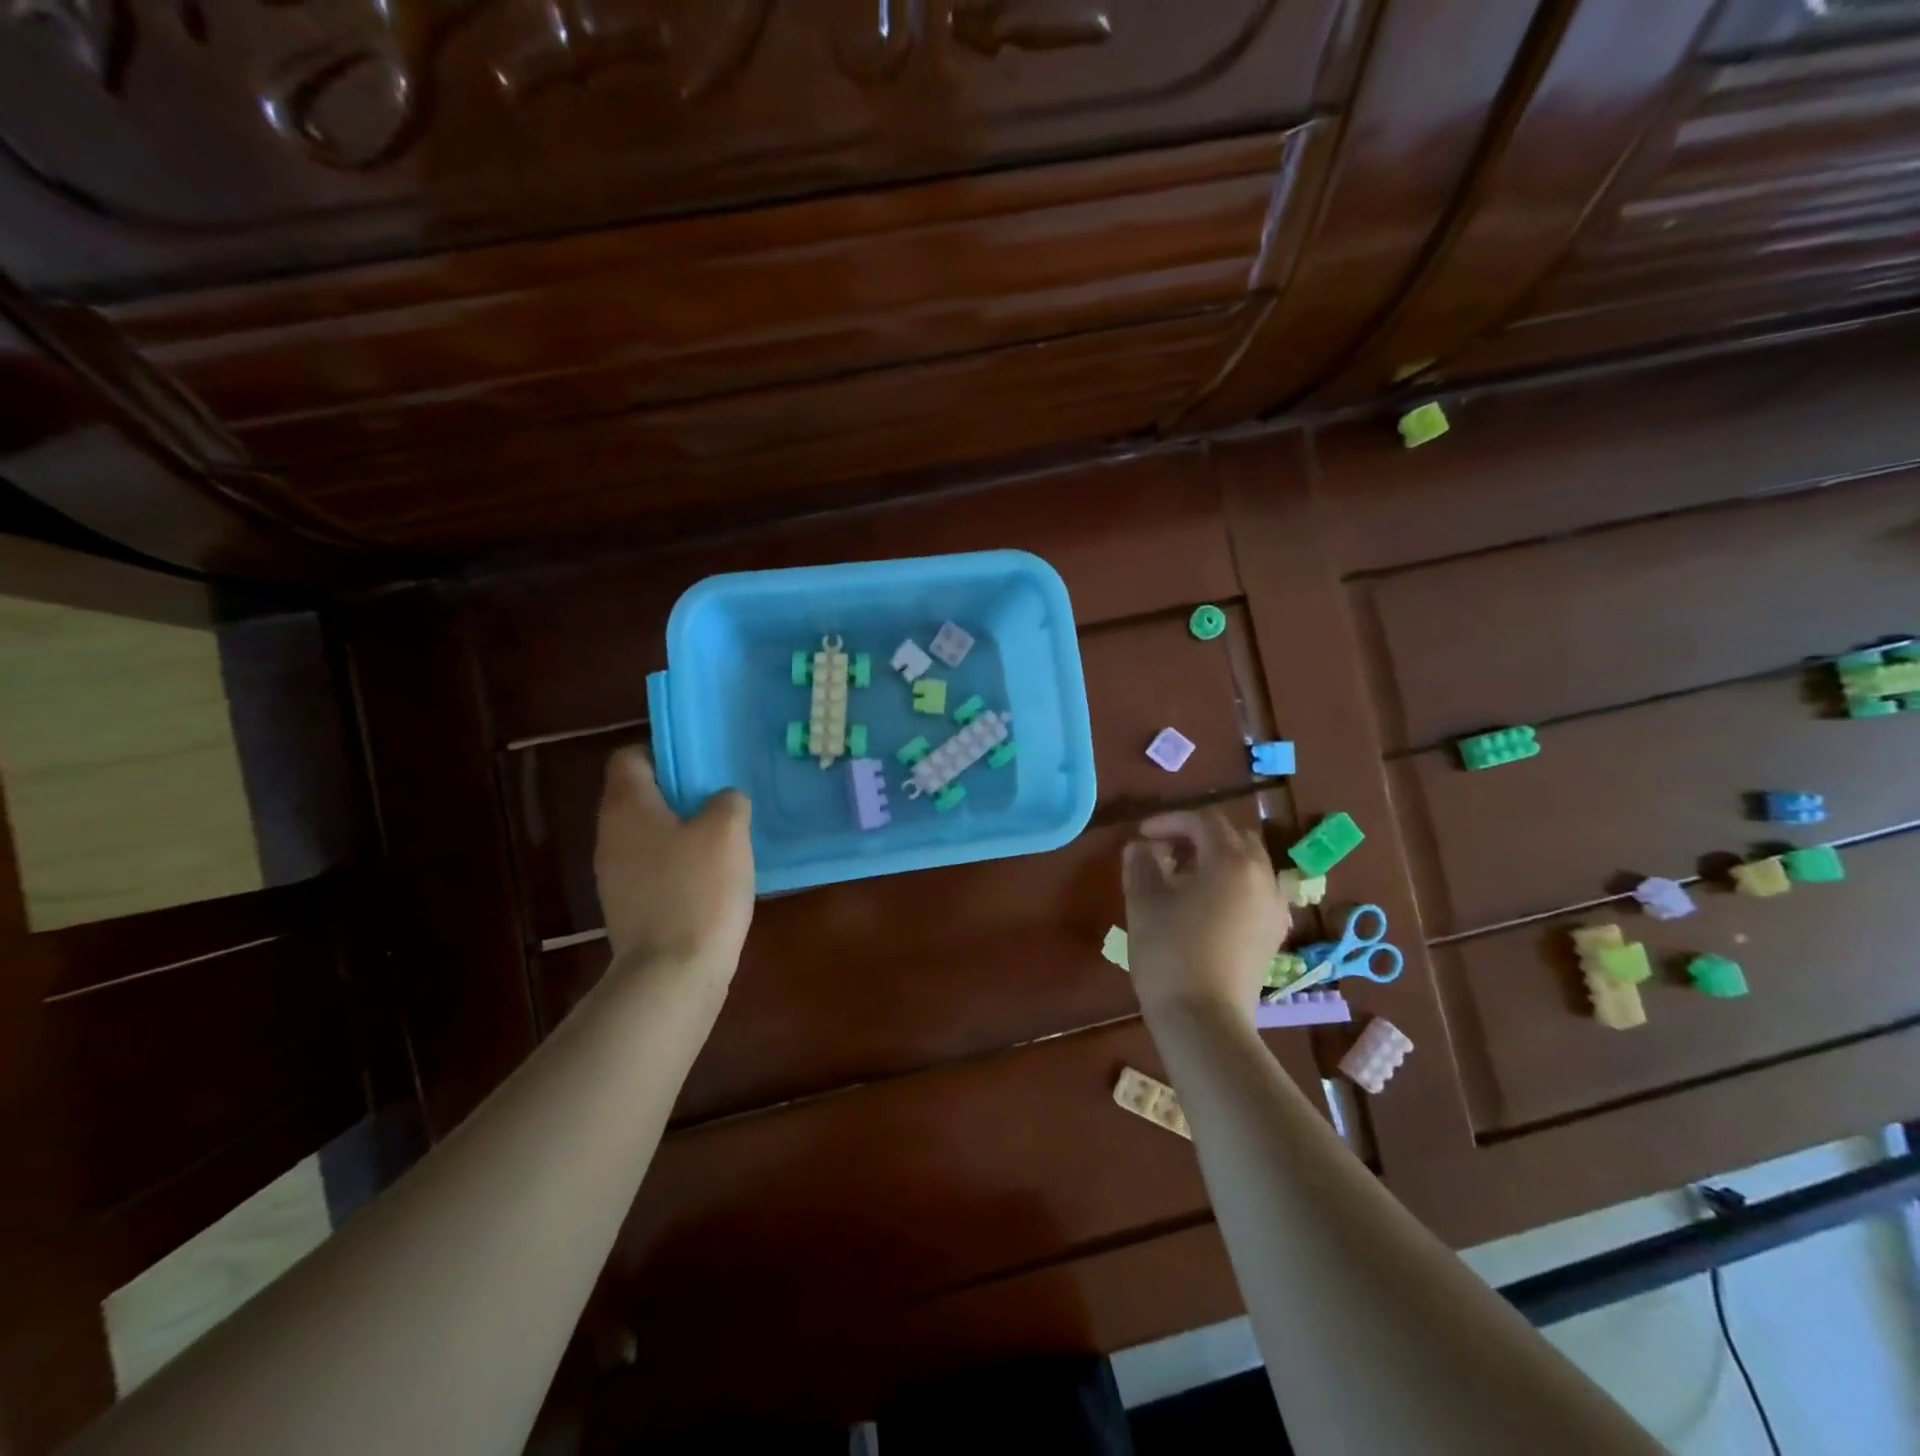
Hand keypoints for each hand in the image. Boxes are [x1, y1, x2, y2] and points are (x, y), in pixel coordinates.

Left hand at [594, 747, 754, 982]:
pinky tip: (713, 877)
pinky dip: (679, 864)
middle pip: (640, 796)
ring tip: (724, 838)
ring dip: (682, 830)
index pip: (629, 757)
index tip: (700, 765)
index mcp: (626, 806)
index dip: (663, 752)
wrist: (672, 973)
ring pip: (649, 834)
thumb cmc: (698, 889)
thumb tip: (722, 801)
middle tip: (722, 799)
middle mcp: (610, 835)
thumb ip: (727, 801)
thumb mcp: (727, 831)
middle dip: (680, 793)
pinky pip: (654, 868)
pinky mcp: (629, 906)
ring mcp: (615, 874)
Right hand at [1122, 810, 1289, 1024]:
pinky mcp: (1274, 933)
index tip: (1142, 835)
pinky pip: (1257, 890)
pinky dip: (1233, 883)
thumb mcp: (1144, 902)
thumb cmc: (1169, 953)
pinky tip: (1208, 904)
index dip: (1170, 822)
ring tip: (1184, 877)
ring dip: (1217, 858)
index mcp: (1231, 861)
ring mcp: (1274, 906)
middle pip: (1233, 837)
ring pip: (1249, 863)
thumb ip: (1141, 864)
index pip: (1203, 822)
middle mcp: (1262, 876)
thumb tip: (1140, 847)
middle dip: (1197, 836)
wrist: (1204, 1020)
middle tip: (1165, 850)